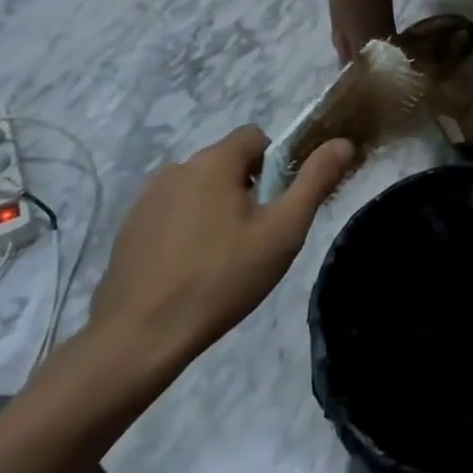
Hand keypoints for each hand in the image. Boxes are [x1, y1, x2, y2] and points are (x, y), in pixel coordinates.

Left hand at [87, 127, 355, 362]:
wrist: (141, 336)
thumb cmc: (221, 278)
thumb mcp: (282, 232)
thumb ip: (314, 181)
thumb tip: (343, 143)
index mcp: (214, 162)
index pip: (255, 137)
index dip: (275, 164)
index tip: (277, 205)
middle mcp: (176, 167)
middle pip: (226, 163)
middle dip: (245, 190)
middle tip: (255, 238)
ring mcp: (146, 198)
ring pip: (197, 188)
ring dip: (214, 208)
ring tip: (221, 258)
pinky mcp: (129, 228)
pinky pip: (170, 213)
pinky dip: (185, 229)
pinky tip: (188, 269)